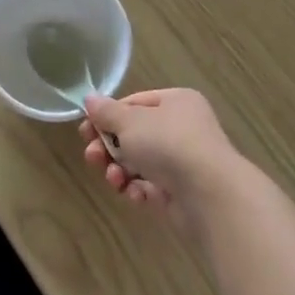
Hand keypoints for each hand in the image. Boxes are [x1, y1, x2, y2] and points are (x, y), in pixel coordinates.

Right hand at [78, 88, 246, 223]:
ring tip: (113, 178)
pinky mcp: (181, 191)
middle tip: (92, 157)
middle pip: (135, 135)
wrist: (208, 193)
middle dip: (109, 148)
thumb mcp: (130, 121)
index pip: (134, 103)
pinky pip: (151, 186)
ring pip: (140, 162)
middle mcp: (182, 128)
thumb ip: (107, 112)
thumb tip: (90, 100)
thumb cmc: (167, 143)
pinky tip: (135, 194)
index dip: (108, 117)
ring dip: (119, 170)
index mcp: (176, 102)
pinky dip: (138, 190)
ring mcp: (183, 161)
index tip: (85, 131)